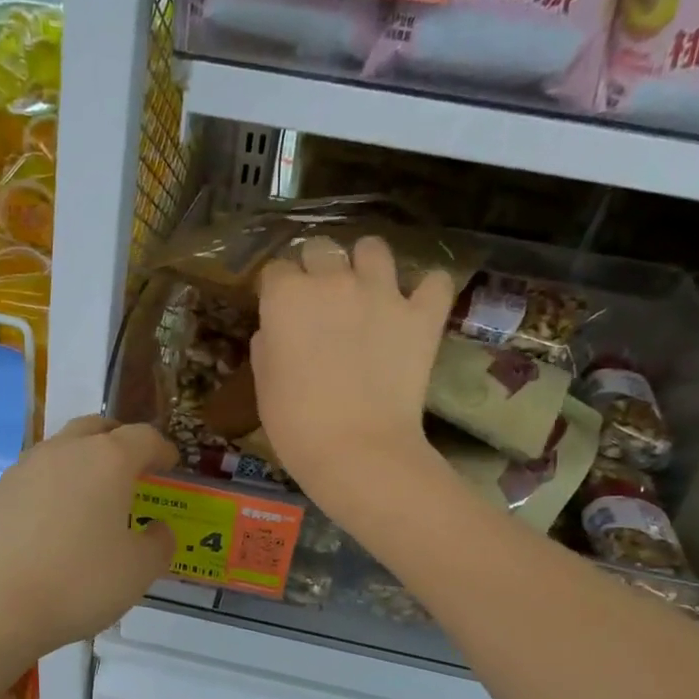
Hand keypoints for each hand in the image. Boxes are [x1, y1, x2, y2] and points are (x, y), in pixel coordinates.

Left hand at [0, 417, 177, 667]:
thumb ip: (158, 544)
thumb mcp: (139, 572)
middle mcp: (60, 454)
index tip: (170, 464)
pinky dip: (40, 499)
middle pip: (94, 429)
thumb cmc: (78, 585)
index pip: (143, 437)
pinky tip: (39, 534)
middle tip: (129, 466)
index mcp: (106, 462)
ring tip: (83, 502)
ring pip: (54, 455)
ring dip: (75, 468)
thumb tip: (157, 529)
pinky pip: (23, 488)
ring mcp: (16, 473)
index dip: (162, 449)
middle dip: (116, 441)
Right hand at [251, 235, 454, 510]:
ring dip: (366, 265)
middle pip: (321, 248)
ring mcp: (383, 292)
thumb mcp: (264, 386)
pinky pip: (434, 282)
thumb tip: (276, 331)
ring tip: (367, 293)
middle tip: (320, 302)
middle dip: (316, 268)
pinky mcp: (422, 314)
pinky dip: (426, 290)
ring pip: (373, 249)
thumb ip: (268, 346)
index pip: (275, 271)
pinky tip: (417, 306)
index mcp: (286, 297)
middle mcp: (333, 280)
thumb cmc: (297, 426)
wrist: (357, 450)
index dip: (276, 291)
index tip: (279, 313)